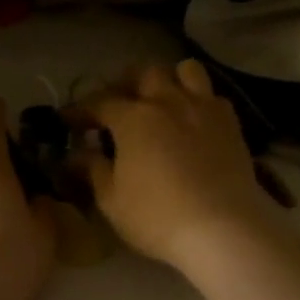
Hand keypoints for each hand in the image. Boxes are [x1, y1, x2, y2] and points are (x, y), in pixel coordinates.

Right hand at [76, 60, 274, 272]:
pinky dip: (198, 101)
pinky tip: (192, 122)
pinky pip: (212, 96)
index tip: (68, 119)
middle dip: (126, 84)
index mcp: (133, 118)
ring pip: (186, 71)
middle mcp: (168, 102)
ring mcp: (203, 108)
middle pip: (144, 73)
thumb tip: (78, 155)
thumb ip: (94, 170)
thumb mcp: (112, 200)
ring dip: (169, 80)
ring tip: (161, 101)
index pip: (99, 102)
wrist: (223, 229)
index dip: (81, 109)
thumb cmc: (157, 217)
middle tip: (117, 105)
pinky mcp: (231, 124)